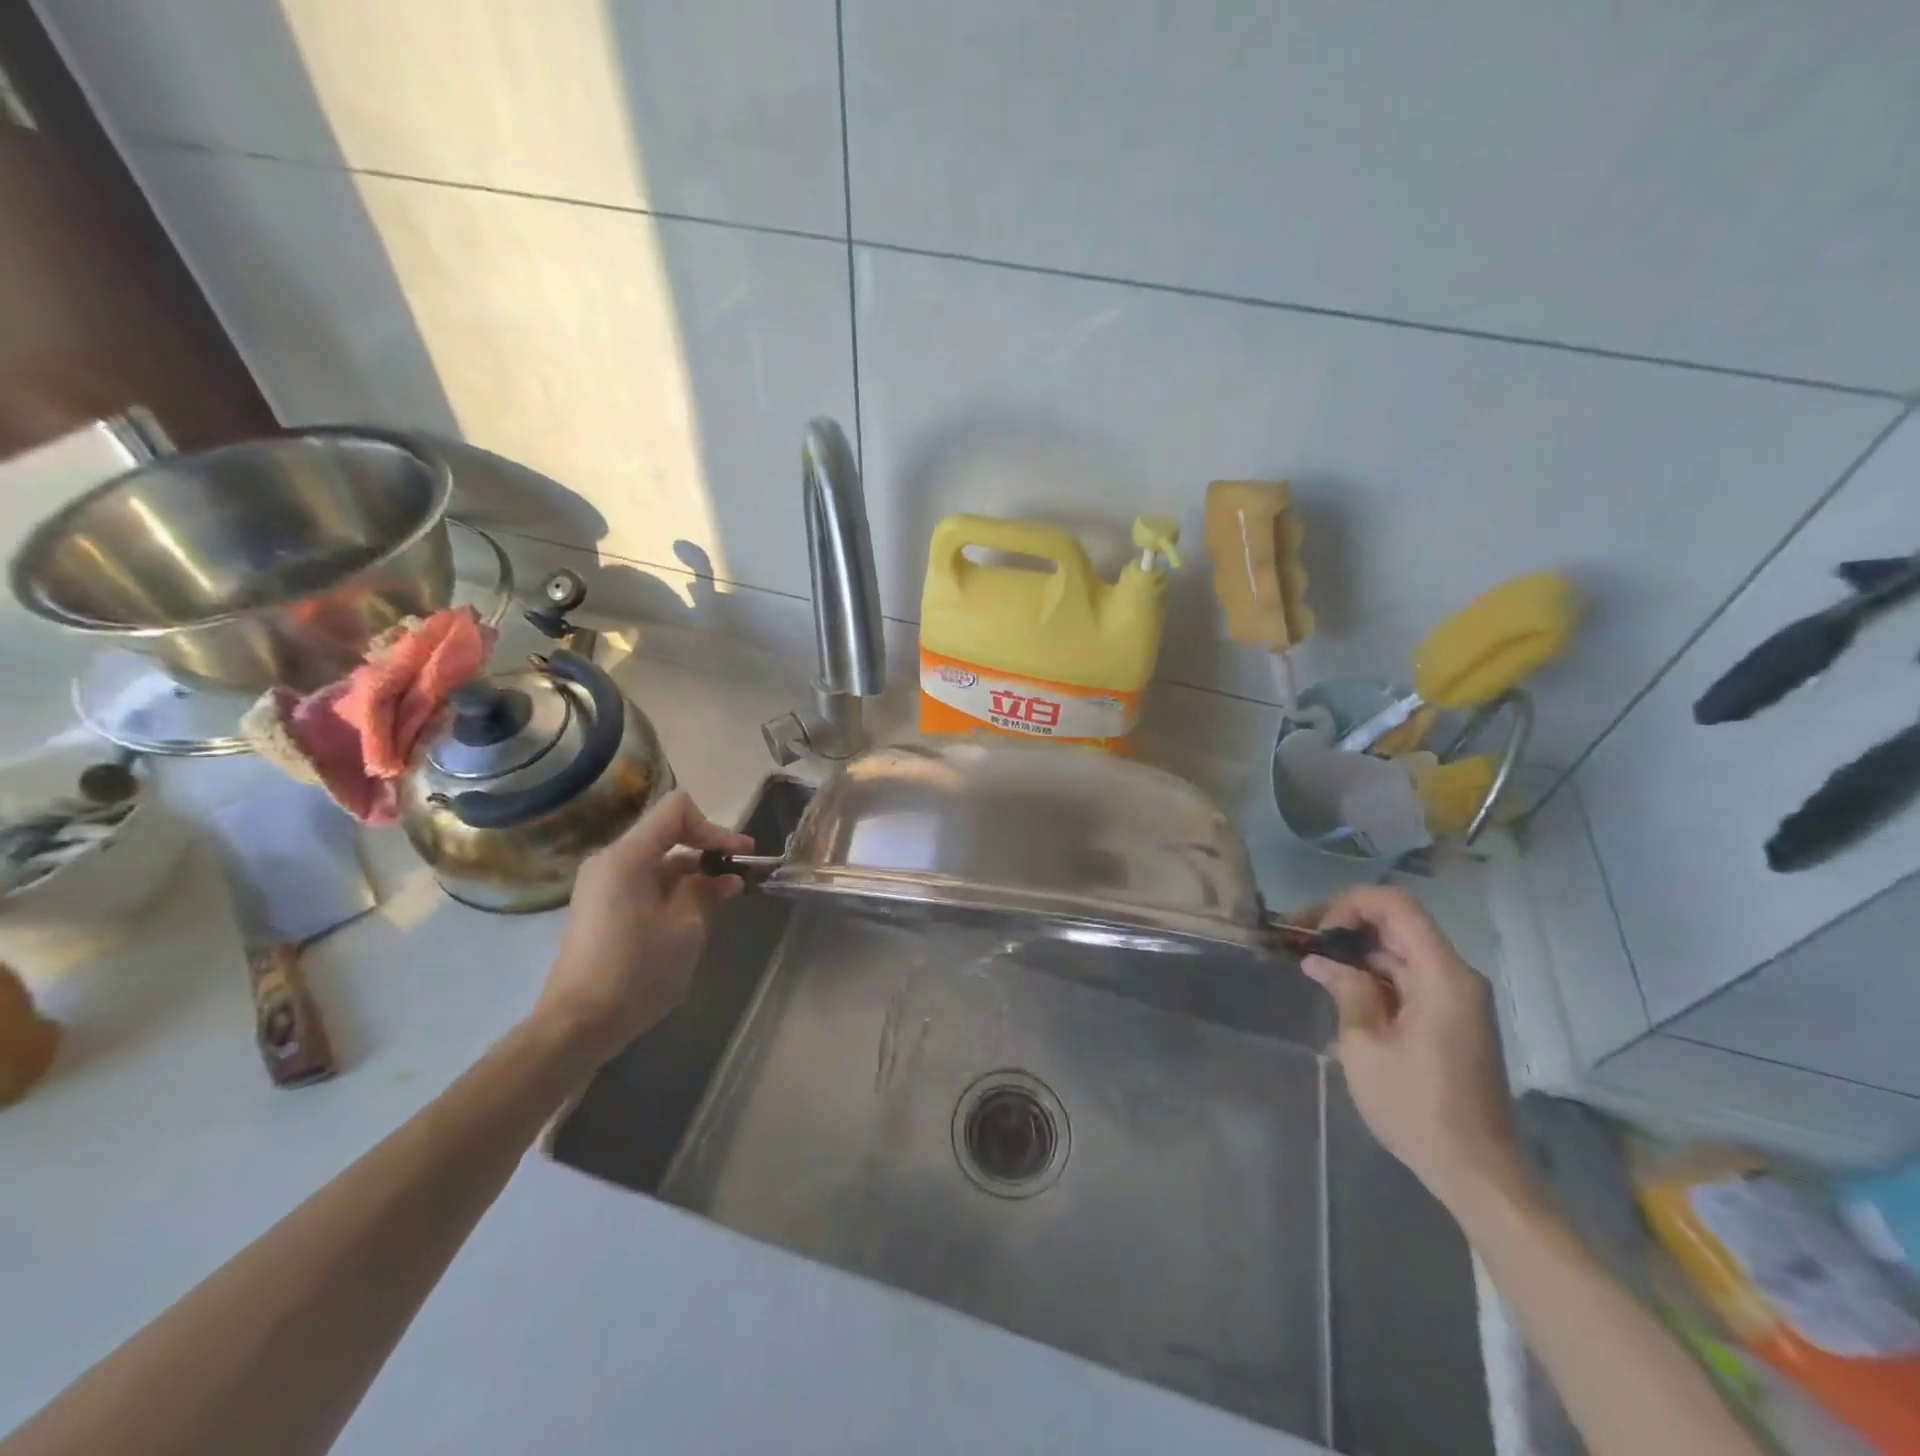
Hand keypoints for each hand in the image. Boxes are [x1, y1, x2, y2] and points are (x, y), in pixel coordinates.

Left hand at [533, 791, 753, 1064]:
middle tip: (740, 877)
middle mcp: (610, 862)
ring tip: (722, 901)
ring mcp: (601, 886)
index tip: (737, 857)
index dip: (713, 827)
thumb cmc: (636, 971)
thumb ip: (707, 891)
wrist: (576, 1026)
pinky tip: (693, 917)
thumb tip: (725, 877)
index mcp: (627, 856)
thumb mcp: (685, 928)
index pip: (676, 810)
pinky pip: (643, 883)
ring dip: (693, 875)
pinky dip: (672, 890)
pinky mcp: (600, 909)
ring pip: (657, 861)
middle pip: (667, 834)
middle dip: (707, 851)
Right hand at [1301, 885, 1529, 1212]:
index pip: (1394, 904)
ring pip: (1400, 950)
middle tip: (1298, 941)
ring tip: (1309, 964)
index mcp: (1441, 975)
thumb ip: (1346, 990)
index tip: (1316, 932)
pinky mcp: (1450, 1018)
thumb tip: (1321, 961)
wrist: (1477, 1172)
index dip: (1348, 903)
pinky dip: (1373, 975)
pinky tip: (1338, 989)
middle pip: (1397, 923)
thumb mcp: (1365, 1046)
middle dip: (1345, 924)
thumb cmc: (1417, 1107)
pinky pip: (1408, 977)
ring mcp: (1455, 998)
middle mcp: (1455, 976)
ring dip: (1356, 951)